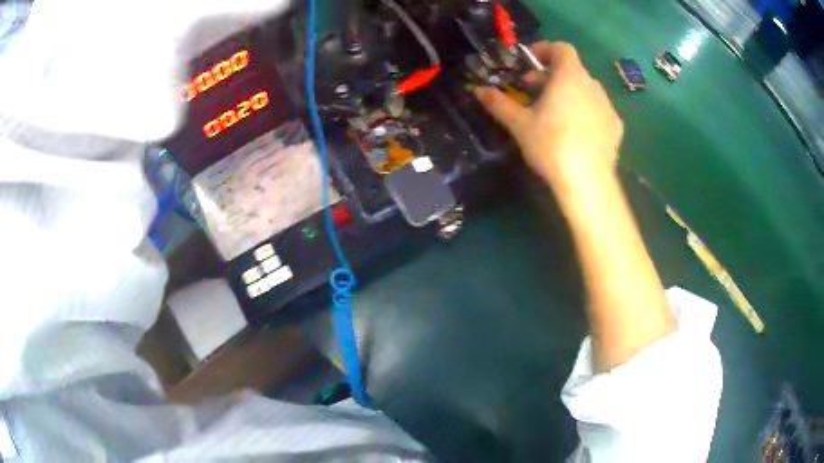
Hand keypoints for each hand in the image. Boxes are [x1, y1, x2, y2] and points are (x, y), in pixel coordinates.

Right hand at [474, 41, 622, 186]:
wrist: (587, 181)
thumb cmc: (551, 145)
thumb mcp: (519, 124)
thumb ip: (499, 103)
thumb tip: (478, 90)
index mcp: (569, 76)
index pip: (562, 48)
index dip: (544, 49)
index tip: (528, 62)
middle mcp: (592, 85)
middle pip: (571, 69)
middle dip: (549, 75)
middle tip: (531, 91)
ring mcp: (607, 105)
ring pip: (585, 89)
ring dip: (567, 92)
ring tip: (553, 112)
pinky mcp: (616, 126)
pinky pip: (597, 109)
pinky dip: (584, 111)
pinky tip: (575, 131)